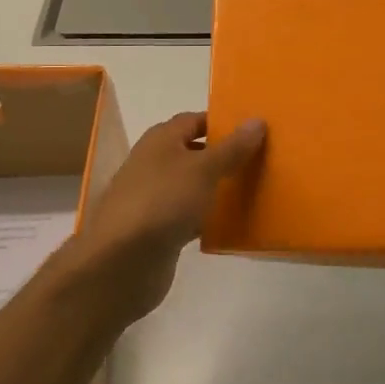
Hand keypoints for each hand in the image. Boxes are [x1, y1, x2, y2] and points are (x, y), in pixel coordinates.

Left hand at [67, 112, 266, 319]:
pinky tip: (233, 224)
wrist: (122, 262)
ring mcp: (155, 198)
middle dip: (225, 156)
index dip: (223, 123)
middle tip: (262, 159)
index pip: (195, 120)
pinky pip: (190, 215)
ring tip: (255, 189)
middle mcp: (155, 163)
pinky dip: (208, 217)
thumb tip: (257, 120)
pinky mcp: (159, 230)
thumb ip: (232, 147)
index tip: (255, 131)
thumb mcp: (204, 169)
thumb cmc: (163, 201)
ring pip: (194, 185)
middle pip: (195, 152)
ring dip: (218, 188)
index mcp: (161, 140)